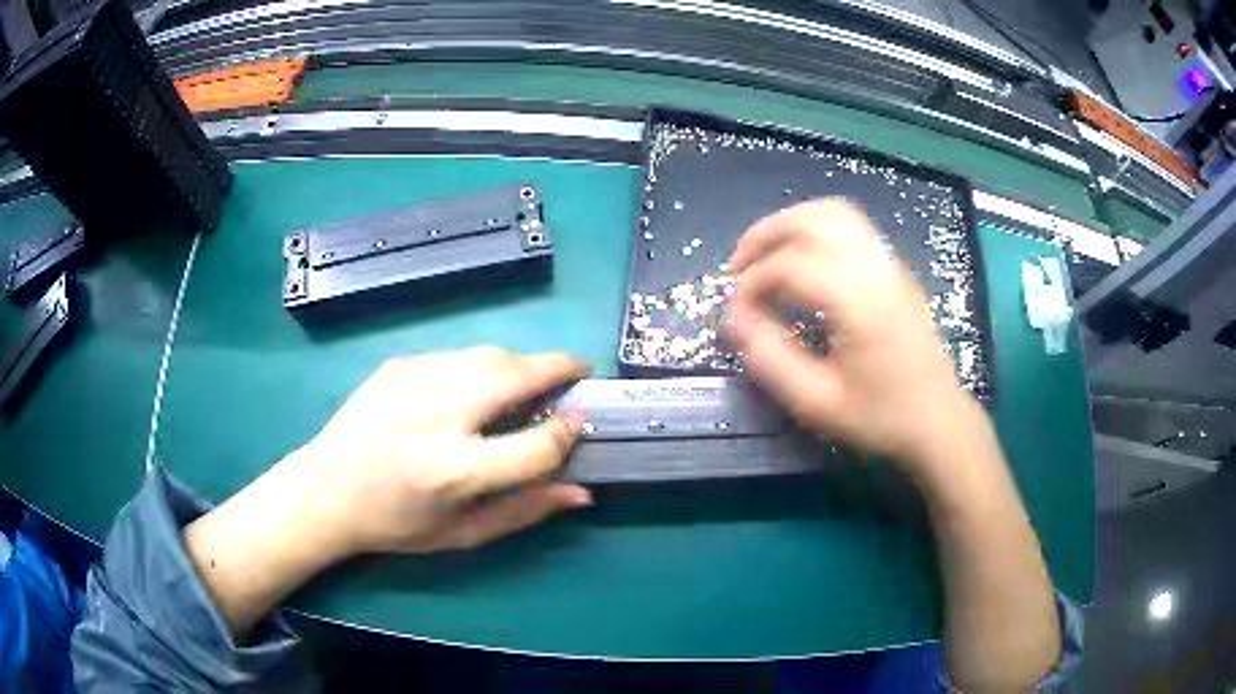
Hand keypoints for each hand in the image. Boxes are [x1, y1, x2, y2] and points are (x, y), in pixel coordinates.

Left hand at [288, 347, 593, 555]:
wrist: (325, 490)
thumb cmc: (396, 523)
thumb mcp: (462, 534)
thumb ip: (526, 511)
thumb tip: (582, 492)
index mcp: (451, 471)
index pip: (534, 445)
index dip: (567, 433)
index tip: (581, 424)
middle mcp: (434, 417)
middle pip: (514, 375)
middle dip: (557, 367)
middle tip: (577, 373)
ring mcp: (412, 381)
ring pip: (488, 355)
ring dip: (522, 363)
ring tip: (533, 380)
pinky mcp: (398, 364)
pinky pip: (457, 356)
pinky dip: (482, 366)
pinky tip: (477, 388)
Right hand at [729, 199, 983, 469]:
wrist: (940, 422)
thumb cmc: (881, 418)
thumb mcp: (818, 403)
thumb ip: (771, 359)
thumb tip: (736, 321)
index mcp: (858, 302)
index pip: (790, 264)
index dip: (753, 282)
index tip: (738, 312)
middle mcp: (875, 269)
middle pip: (812, 219)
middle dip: (766, 234)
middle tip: (739, 266)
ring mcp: (890, 264)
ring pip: (834, 212)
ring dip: (792, 223)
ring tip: (768, 253)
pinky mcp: (896, 270)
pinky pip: (852, 226)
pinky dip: (817, 228)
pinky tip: (804, 259)